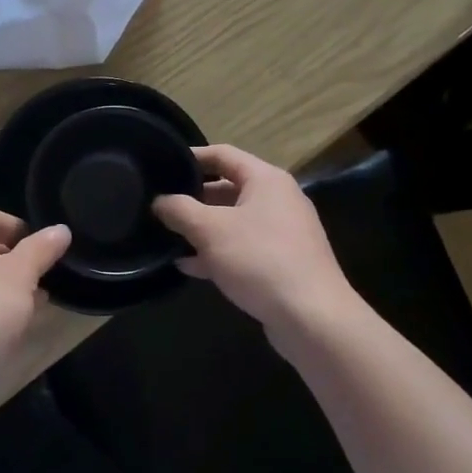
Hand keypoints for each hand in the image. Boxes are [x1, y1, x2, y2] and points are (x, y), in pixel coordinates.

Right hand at [153, 145, 355, 335]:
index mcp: (266, 180)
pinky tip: (188, 266)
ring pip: (232, 221)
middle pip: (226, 188)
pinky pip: (241, 248)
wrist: (312, 318)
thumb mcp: (209, 230)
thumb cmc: (259, 260)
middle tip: (159, 205)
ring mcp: (281, 233)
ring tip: (166, 236)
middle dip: (192, 198)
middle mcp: (277, 200)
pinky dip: (216, 253)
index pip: (222, 154)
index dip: (190, 157)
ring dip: (200, 228)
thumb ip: (179, 210)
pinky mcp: (281, 262)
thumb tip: (159, 202)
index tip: (161, 165)